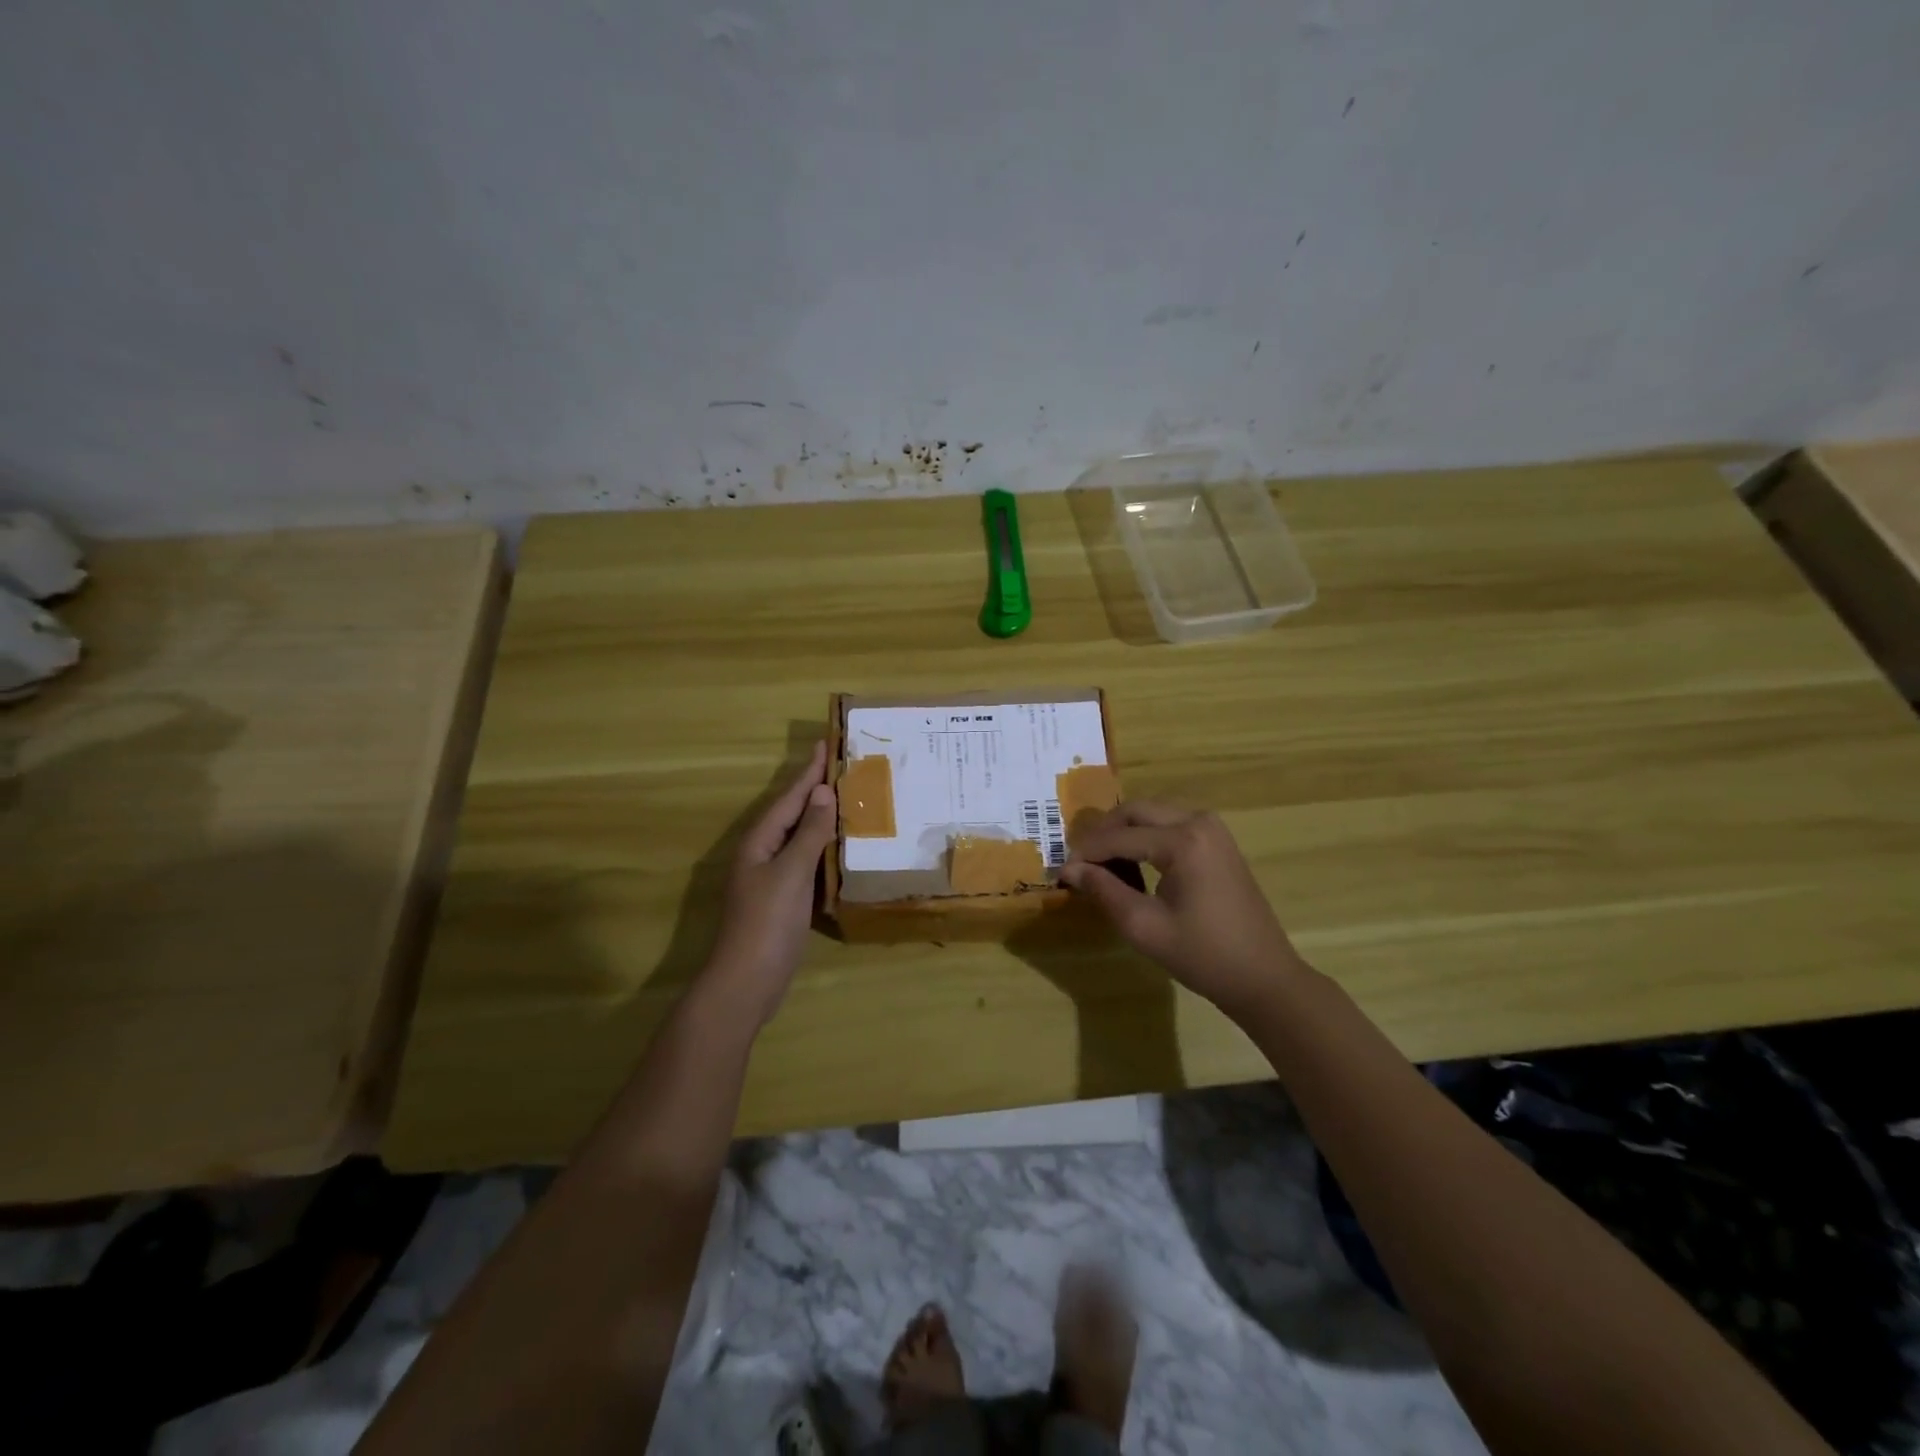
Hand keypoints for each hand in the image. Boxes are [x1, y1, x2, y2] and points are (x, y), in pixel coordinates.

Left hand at [705, 741, 837, 1027]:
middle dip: (816, 789)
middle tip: (843, 765)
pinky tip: (840, 846)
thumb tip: (824, 791)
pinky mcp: (784, 898)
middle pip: (793, 812)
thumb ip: (809, 832)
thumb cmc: (767, 922)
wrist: (747, 981)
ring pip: (800, 836)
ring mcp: (772, 877)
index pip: (790, 797)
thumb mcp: (791, 872)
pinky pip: (806, 860)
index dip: (809, 771)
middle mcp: (763, 853)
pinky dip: (823, 847)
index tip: (827, 742)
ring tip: (847, 797)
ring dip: (822, 816)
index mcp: (760, 841)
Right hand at [1061, 802, 1307, 1015]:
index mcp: (1183, 841)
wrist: (1263, 977)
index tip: (1060, 872)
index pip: (1119, 837)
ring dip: (1124, 832)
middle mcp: (1199, 821)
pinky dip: (1146, 837)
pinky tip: (1133, 865)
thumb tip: (1069, 869)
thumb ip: (1104, 890)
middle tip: (1080, 863)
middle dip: (1103, 833)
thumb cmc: (1203, 955)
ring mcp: (1213, 828)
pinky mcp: (1218, 841)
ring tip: (1102, 866)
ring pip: (1152, 814)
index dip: (1086, 853)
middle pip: (1136, 811)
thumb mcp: (1144, 926)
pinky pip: (1171, 824)